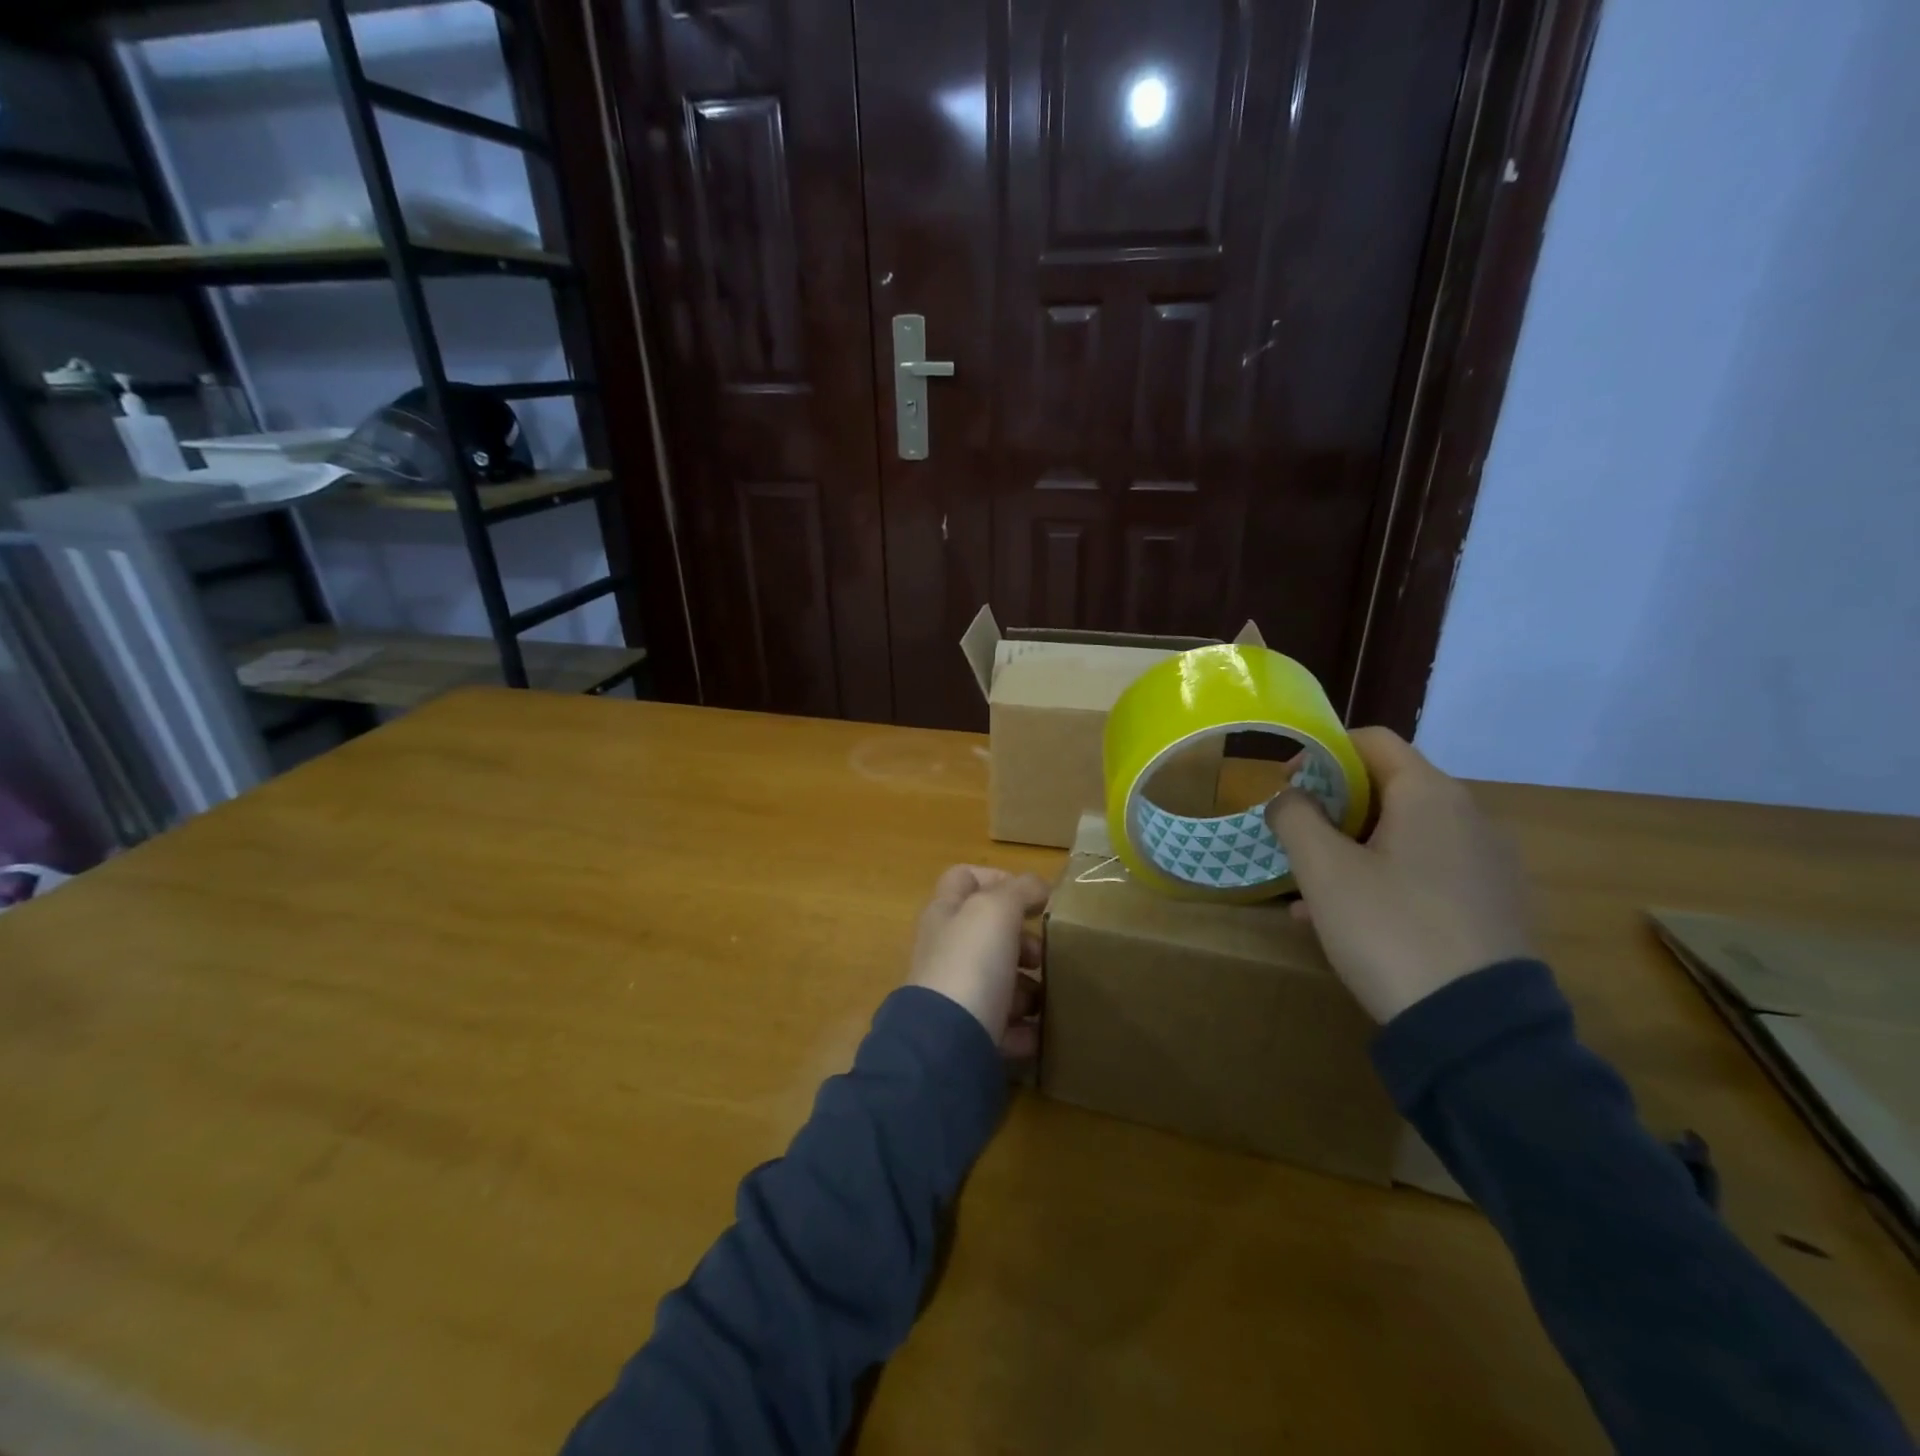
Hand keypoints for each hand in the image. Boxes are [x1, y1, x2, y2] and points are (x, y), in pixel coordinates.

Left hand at [909, 866, 1049, 1057]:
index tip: (1034, 898)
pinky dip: (1025, 1028)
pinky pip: (1004, 1027)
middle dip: (1023, 941)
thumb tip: (1038, 886)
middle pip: (988, 935)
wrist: (947, 1045)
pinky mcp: (967, 1034)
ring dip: (1028, 987)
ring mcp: (954, 994)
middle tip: (1043, 954)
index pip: (964, 879)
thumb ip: (1019, 890)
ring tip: (1046, 997)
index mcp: (945, 913)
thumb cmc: (970, 963)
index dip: (997, 879)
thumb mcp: (996, 910)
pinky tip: (1042, 1030)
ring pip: (999, 980)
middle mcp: (946, 950)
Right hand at [1264, 728, 1532, 1022]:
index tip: (1286, 784)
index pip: (1372, 741)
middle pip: (1386, 788)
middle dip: (1332, 809)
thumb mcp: (1324, 870)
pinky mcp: (1490, 905)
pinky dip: (1381, 879)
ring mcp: (1485, 864)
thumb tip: (1289, 797)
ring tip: (1309, 893)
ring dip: (1350, 850)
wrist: (1475, 1027)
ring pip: (1401, 836)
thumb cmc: (1390, 928)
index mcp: (1431, 795)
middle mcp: (1468, 818)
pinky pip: (1424, 873)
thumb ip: (1295, 817)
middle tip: (1295, 840)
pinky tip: (1346, 921)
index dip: (1321, 753)